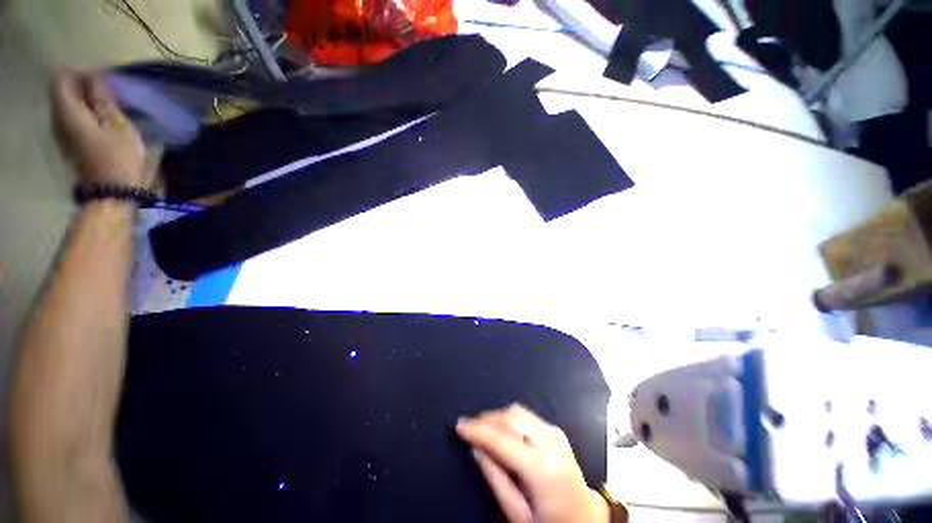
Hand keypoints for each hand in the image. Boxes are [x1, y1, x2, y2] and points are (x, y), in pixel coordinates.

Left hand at [51, 70, 148, 186]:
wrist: (112, 194)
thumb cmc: (118, 158)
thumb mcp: (117, 125)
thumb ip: (102, 98)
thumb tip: (94, 78)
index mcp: (66, 111)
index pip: (62, 76)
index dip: (81, 72)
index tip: (103, 79)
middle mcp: (56, 118)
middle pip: (63, 89)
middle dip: (84, 85)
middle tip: (110, 91)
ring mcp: (61, 132)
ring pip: (68, 103)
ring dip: (86, 99)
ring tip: (110, 105)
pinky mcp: (68, 142)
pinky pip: (71, 117)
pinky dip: (85, 112)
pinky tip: (103, 119)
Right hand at [456, 404, 608, 522]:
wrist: (586, 519)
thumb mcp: (518, 514)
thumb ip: (495, 478)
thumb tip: (476, 448)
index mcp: (541, 468)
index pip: (501, 438)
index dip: (477, 429)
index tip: (459, 425)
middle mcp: (550, 442)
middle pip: (510, 417)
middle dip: (486, 419)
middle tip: (468, 427)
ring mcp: (556, 433)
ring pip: (517, 411)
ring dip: (497, 416)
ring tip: (482, 428)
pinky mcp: (556, 431)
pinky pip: (527, 415)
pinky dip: (509, 418)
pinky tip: (501, 430)